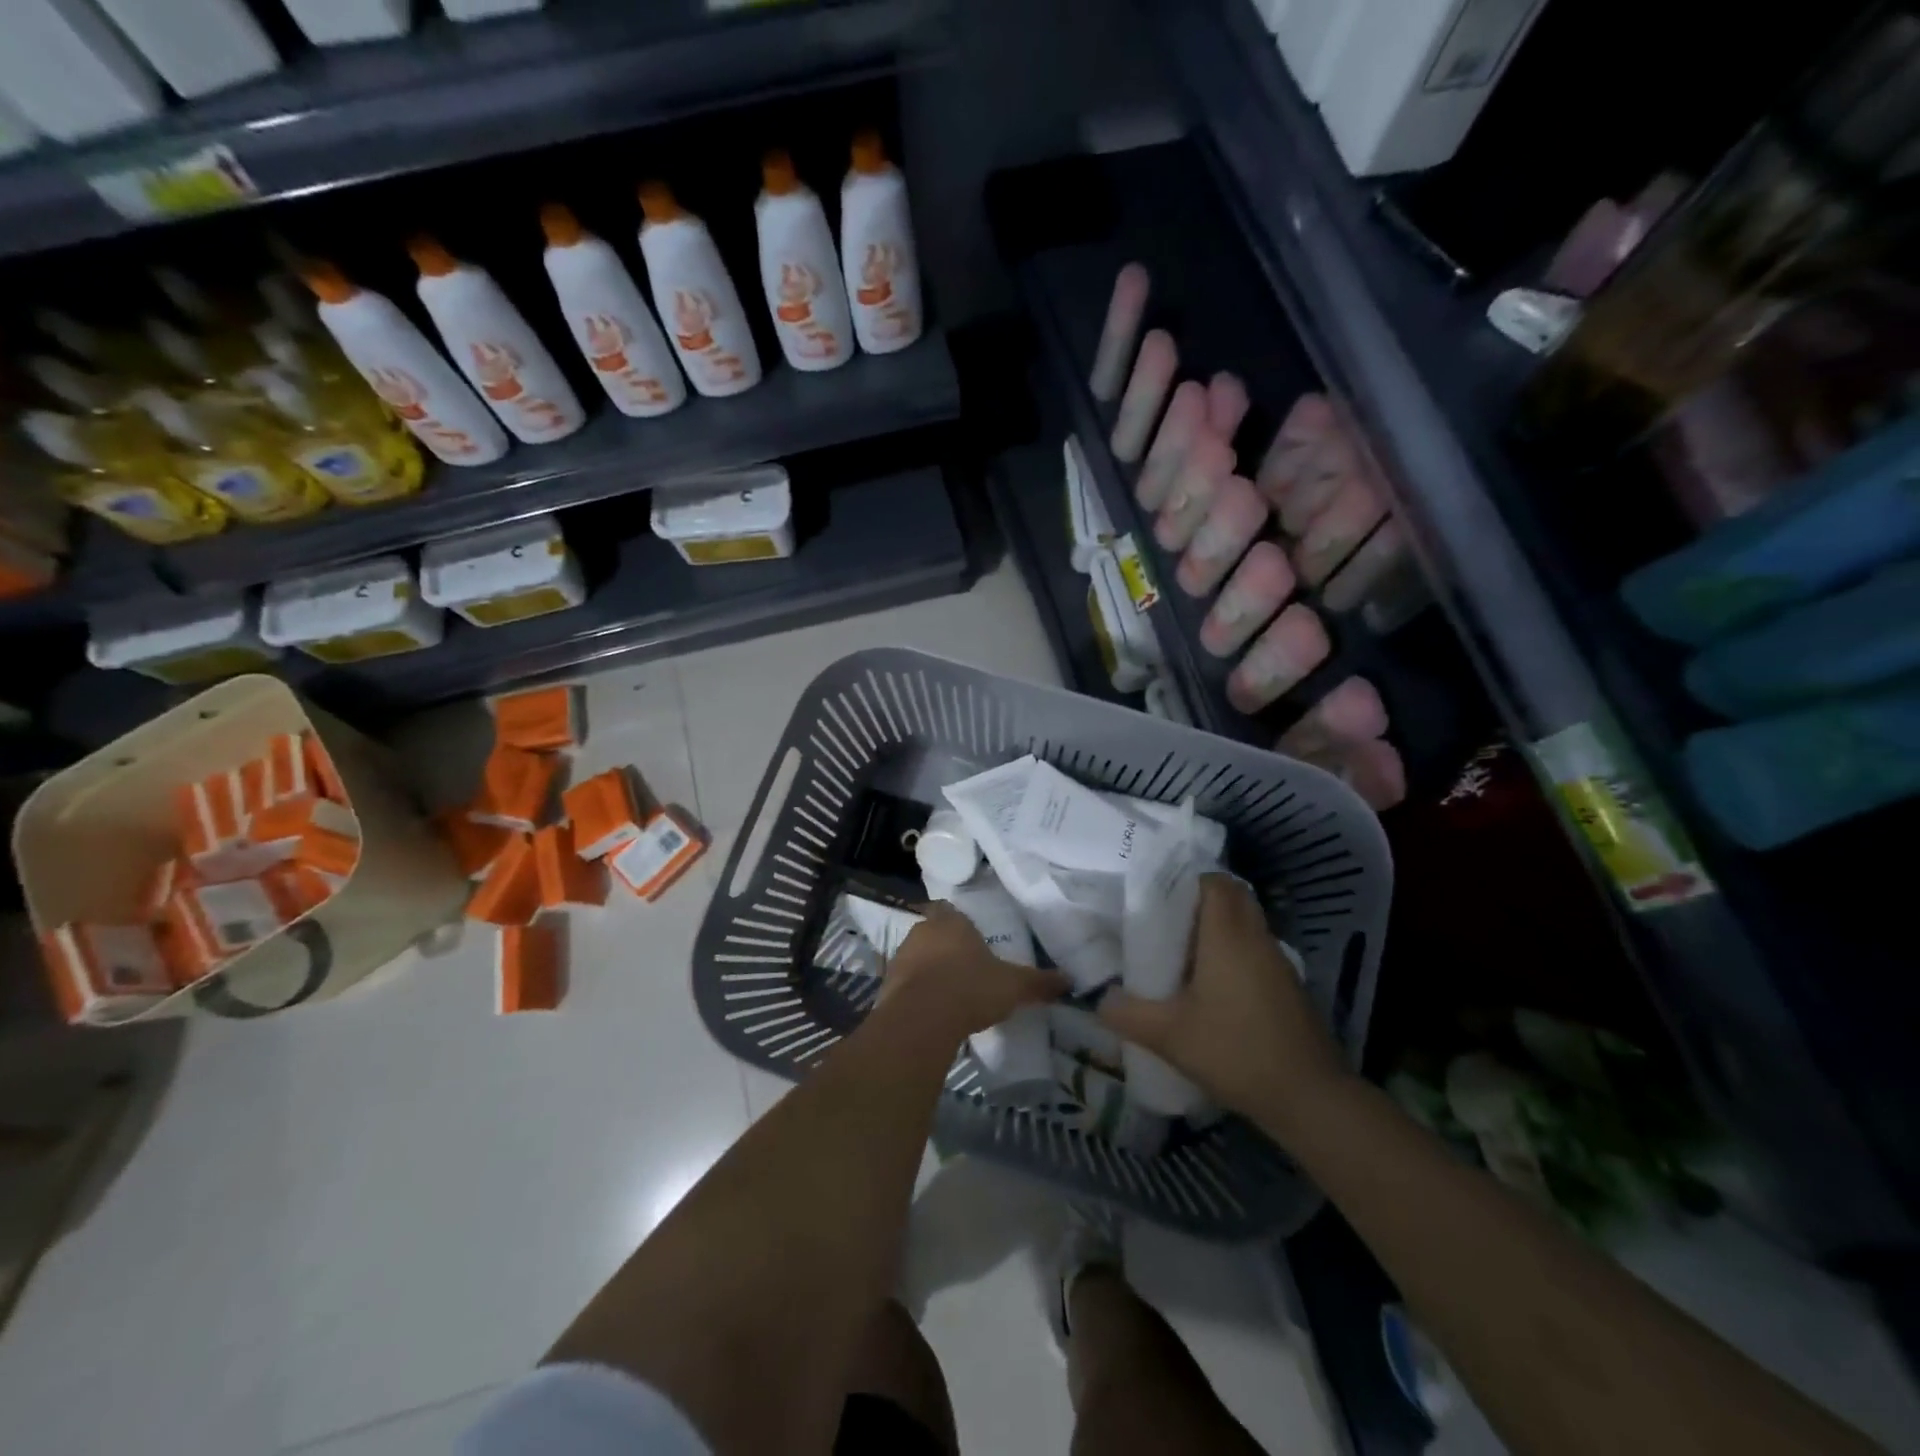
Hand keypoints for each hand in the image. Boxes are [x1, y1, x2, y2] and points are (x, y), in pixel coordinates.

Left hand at [879, 903, 1068, 1044]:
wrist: (920, 1020)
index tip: (972, 940)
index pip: (951, 911)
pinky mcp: (886, 986)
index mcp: (951, 922)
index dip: (961, 924)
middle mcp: (922, 931)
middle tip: (966, 968)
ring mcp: (900, 957)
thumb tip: (1069, 980)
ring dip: (929, 971)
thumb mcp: (1013, 986)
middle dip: (947, 948)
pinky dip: (916, 994)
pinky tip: (932, 1012)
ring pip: (917, 958)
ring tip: (950, 993)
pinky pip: (905, 984)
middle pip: (934, 933)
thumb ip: (1039, 982)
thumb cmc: (970, 988)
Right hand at [1099, 874, 1349, 1134]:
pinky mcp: (1288, 986)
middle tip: (1165, 919)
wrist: (1310, 1098)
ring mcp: (1278, 962)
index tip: (1157, 893)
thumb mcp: (1168, 1035)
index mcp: (1228, 935)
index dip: (1187, 879)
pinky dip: (1233, 952)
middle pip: (1233, 896)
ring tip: (1181, 951)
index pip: (1214, 881)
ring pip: (1246, 923)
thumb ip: (1127, 1013)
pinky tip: (1210, 985)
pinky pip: (1255, 949)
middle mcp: (1256, 938)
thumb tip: (1099, 999)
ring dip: (1217, 927)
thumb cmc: (1236, 1052)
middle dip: (1200, 899)